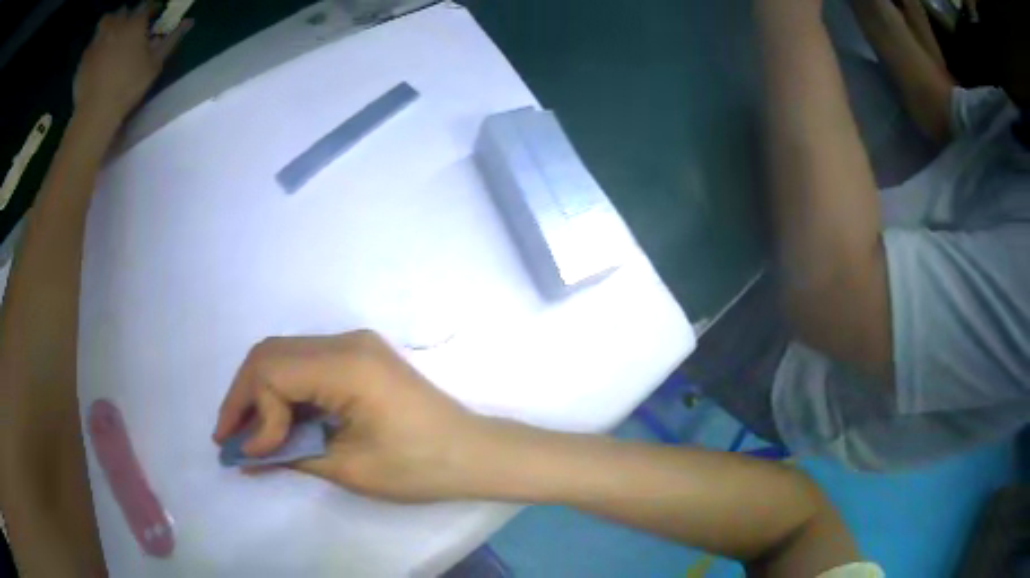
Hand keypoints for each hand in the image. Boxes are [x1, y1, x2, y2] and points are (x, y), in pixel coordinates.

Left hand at [74, 4, 191, 123]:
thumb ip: (171, 39)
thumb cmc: (128, 87)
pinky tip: (97, 58)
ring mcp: (98, 40)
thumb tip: (189, 21)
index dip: (150, 10)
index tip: (151, 18)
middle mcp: (116, 25)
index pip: (146, 5)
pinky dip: (95, 46)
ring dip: (109, 26)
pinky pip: (91, 44)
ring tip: (110, 39)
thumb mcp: (155, 65)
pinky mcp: (84, 57)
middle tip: (128, 28)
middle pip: (123, 10)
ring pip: (105, 21)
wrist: (95, 113)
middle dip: (126, 15)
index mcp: (135, 22)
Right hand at [213, 331, 491, 502]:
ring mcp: (355, 345)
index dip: (250, 412)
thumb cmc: (419, 467)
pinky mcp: (360, 358)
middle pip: (271, 355)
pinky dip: (284, 393)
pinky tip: (276, 423)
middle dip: (244, 397)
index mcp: (346, 364)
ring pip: (285, 357)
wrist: (474, 453)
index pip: (271, 372)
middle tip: (230, 437)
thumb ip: (290, 454)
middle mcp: (347, 341)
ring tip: (246, 434)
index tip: (247, 453)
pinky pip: (306, 366)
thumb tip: (246, 454)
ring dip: (260, 394)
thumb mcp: (348, 467)